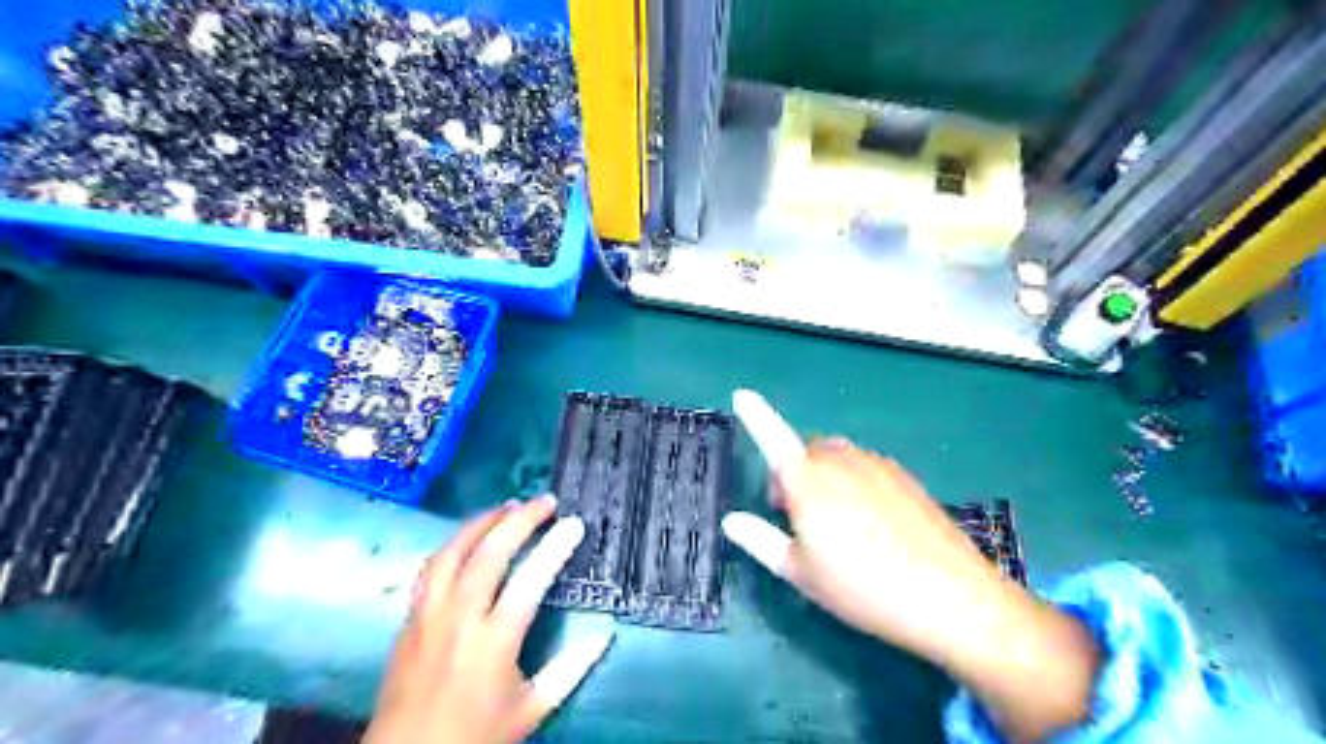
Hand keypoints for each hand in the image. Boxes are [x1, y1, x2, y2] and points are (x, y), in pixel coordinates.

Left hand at [361, 495, 608, 742]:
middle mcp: (459, 619)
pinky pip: (431, 568)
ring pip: (452, 552)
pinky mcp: (409, 619)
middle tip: (544, 501)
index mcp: (493, 642)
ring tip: (506, 507)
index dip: (554, 547)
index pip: (529, 581)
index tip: (574, 523)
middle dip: (519, 520)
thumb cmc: (475, 735)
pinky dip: (454, 544)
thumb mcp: (531, 709)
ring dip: (481, 523)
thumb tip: (605, 633)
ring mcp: (428, 615)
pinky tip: (468, 538)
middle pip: (488, 554)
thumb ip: (570, 669)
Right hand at [725, 394, 1099, 741]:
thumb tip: (731, 521)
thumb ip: (761, 540)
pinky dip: (853, 483)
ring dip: (823, 478)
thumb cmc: (862, 587)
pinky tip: (872, 526)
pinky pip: (865, 468)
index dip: (756, 416)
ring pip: (837, 459)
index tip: (742, 394)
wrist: (951, 596)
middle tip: (795, 517)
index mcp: (808, 481)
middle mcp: (842, 462)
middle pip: (806, 453)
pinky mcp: (905, 477)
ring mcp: (877, 466)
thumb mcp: (801, 572)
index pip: (773, 439)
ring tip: (835, 525)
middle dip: (792, 475)